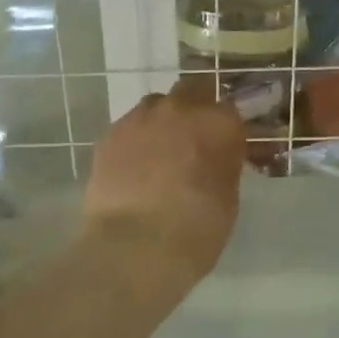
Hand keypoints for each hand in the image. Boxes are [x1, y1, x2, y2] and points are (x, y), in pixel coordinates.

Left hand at [82, 89, 245, 281]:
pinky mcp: (109, 135)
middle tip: (193, 139)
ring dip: (162, 121)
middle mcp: (180, 109)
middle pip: (191, 91)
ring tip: (159, 154)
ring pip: (155, 106)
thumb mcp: (228, 198)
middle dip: (194, 108)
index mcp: (219, 123)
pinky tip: (133, 167)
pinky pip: (128, 127)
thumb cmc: (196, 230)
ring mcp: (140, 118)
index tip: (224, 144)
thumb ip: (223, 165)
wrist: (135, 246)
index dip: (225, 127)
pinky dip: (135, 141)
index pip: (229, 110)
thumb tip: (215, 159)